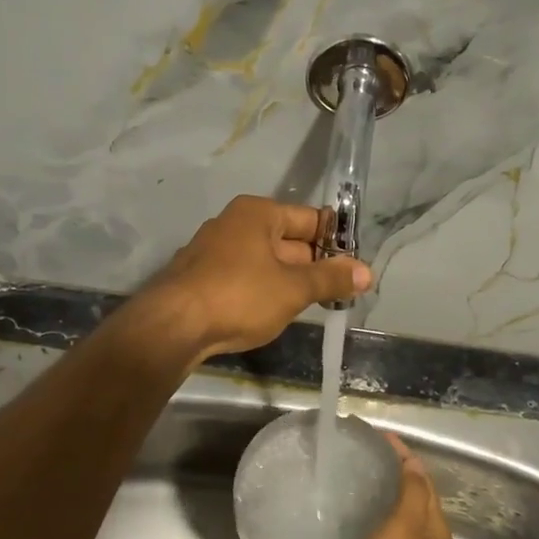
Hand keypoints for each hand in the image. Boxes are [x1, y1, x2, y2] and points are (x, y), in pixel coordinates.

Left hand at [141, 196, 371, 361]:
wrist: (172, 326)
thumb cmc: (239, 296)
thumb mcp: (293, 289)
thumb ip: (331, 279)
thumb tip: (366, 272)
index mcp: (258, 213)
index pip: (310, 219)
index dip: (335, 243)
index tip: (355, 269)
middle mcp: (234, 223)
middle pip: (288, 240)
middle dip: (313, 266)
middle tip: (339, 293)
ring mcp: (213, 250)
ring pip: (265, 261)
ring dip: (288, 281)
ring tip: (311, 306)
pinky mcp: (200, 277)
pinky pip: (244, 277)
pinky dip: (262, 291)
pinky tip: (271, 313)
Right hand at [334, 433, 454, 538]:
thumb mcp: (405, 524)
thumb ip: (411, 491)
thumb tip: (411, 464)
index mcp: (434, 533)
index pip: (422, 482)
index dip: (403, 457)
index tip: (377, 438)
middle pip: (403, 502)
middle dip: (384, 479)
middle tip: (355, 460)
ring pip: (381, 525)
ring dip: (365, 505)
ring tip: (339, 485)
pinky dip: (351, 532)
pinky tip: (330, 521)